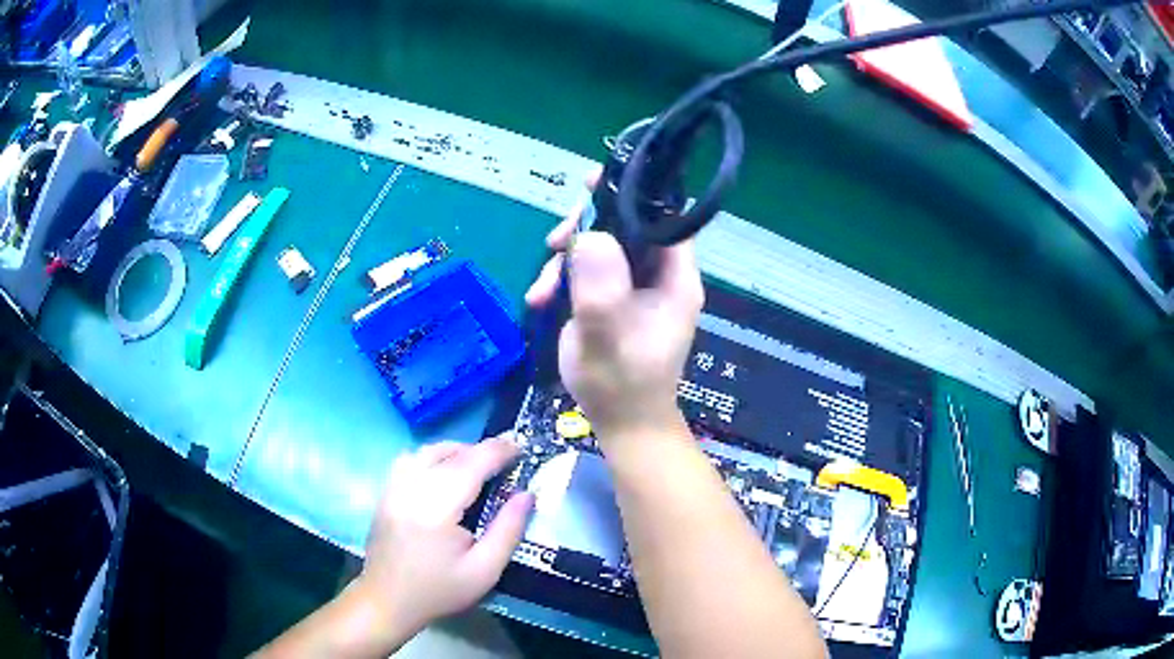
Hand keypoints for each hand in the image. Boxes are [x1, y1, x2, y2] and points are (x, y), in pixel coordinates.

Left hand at [353, 436, 533, 647]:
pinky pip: (411, 459)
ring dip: (456, 451)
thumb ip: (508, 530)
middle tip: (506, 460)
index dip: (499, 451)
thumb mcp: (485, 570)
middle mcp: (410, 488)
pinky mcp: (385, 492)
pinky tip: (445, 474)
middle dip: (481, 450)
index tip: (522, 447)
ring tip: (478, 465)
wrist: (388, 601)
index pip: (471, 464)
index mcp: (436, 508)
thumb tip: (527, 495)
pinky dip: (433, 458)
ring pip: (428, 451)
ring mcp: (393, 487)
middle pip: (450, 453)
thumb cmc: (439, 590)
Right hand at [525, 178, 703, 442]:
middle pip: (625, 226)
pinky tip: (539, 301)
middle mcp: (657, 275)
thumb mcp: (606, 339)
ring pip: (599, 247)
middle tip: (554, 243)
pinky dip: (560, 279)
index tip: (592, 185)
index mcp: (674, 278)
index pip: (663, 217)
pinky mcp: (611, 298)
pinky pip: (585, 270)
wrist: (622, 424)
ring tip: (541, 291)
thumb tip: (589, 236)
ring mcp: (633, 286)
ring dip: (565, 259)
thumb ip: (600, 290)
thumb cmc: (622, 386)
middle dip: (585, 229)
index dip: (632, 194)